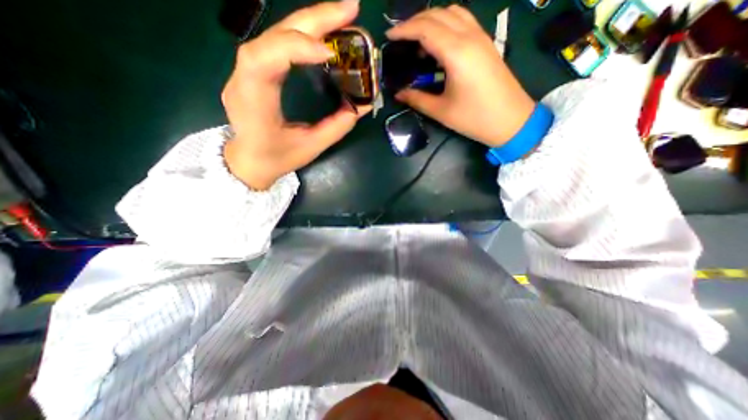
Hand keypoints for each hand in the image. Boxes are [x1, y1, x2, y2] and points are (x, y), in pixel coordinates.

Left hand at [223, 0, 371, 190]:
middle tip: (350, 9)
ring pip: (276, 33)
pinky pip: (279, 43)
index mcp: (253, 103)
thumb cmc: (276, 158)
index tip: (329, 51)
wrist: (248, 160)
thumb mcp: (310, 147)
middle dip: (313, 20)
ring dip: (311, 21)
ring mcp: (246, 70)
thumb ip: (336, 126)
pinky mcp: (255, 69)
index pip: (263, 61)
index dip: (294, 47)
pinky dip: (304, 33)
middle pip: (273, 36)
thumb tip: (362, 105)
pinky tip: (324, 32)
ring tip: (343, 14)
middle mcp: (243, 79)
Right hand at [385, 5, 538, 146]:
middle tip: (400, 38)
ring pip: (453, 12)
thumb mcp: (441, 111)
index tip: (389, 36)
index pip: (425, 28)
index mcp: (456, 53)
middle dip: (415, 21)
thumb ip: (417, 99)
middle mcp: (469, 37)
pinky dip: (446, 24)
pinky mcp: (486, 43)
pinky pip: (464, 21)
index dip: (404, 30)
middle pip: (438, 14)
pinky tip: (438, 43)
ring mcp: (481, 37)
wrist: (511, 120)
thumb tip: (399, 94)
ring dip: (432, 20)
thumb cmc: (474, 118)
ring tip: (418, 40)